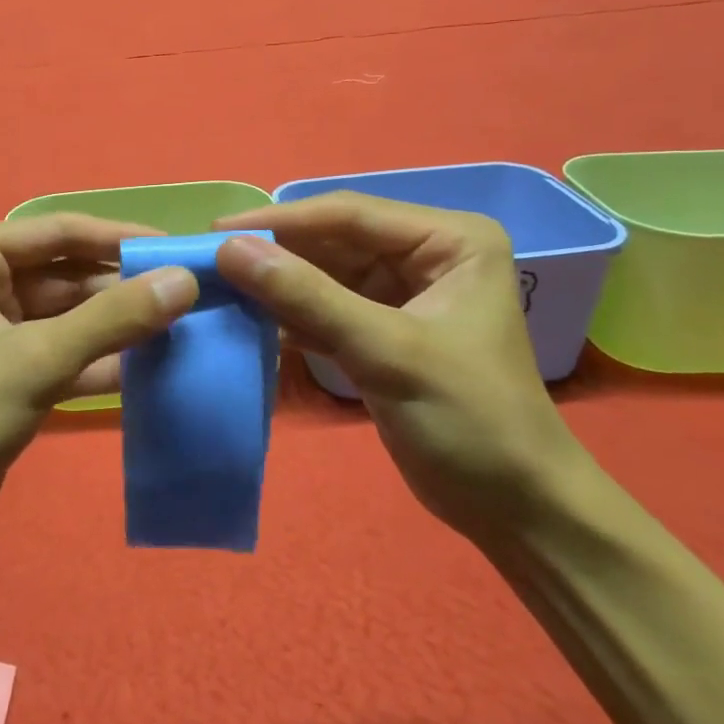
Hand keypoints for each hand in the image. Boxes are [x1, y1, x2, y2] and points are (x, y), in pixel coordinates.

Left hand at [0, 215, 198, 580]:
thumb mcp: (35, 360)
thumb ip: (112, 319)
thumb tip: (185, 280)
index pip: (59, 232)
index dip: (120, 238)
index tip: (181, 249)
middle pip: (67, 274)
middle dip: (125, 287)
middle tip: (193, 295)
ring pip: (70, 318)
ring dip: (120, 326)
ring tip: (186, 328)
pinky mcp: (8, 378)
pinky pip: (65, 356)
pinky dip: (103, 362)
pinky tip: (155, 369)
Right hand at [213, 192, 591, 543]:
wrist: (515, 509)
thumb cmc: (470, 420)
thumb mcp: (386, 351)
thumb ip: (307, 297)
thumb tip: (229, 249)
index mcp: (449, 239)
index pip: (350, 214)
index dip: (280, 220)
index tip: (217, 230)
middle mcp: (426, 253)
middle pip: (333, 240)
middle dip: (275, 252)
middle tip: (207, 260)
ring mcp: (402, 292)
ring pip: (323, 273)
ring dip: (276, 283)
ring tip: (217, 287)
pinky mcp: (382, 329)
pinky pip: (325, 307)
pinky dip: (289, 314)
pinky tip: (247, 318)